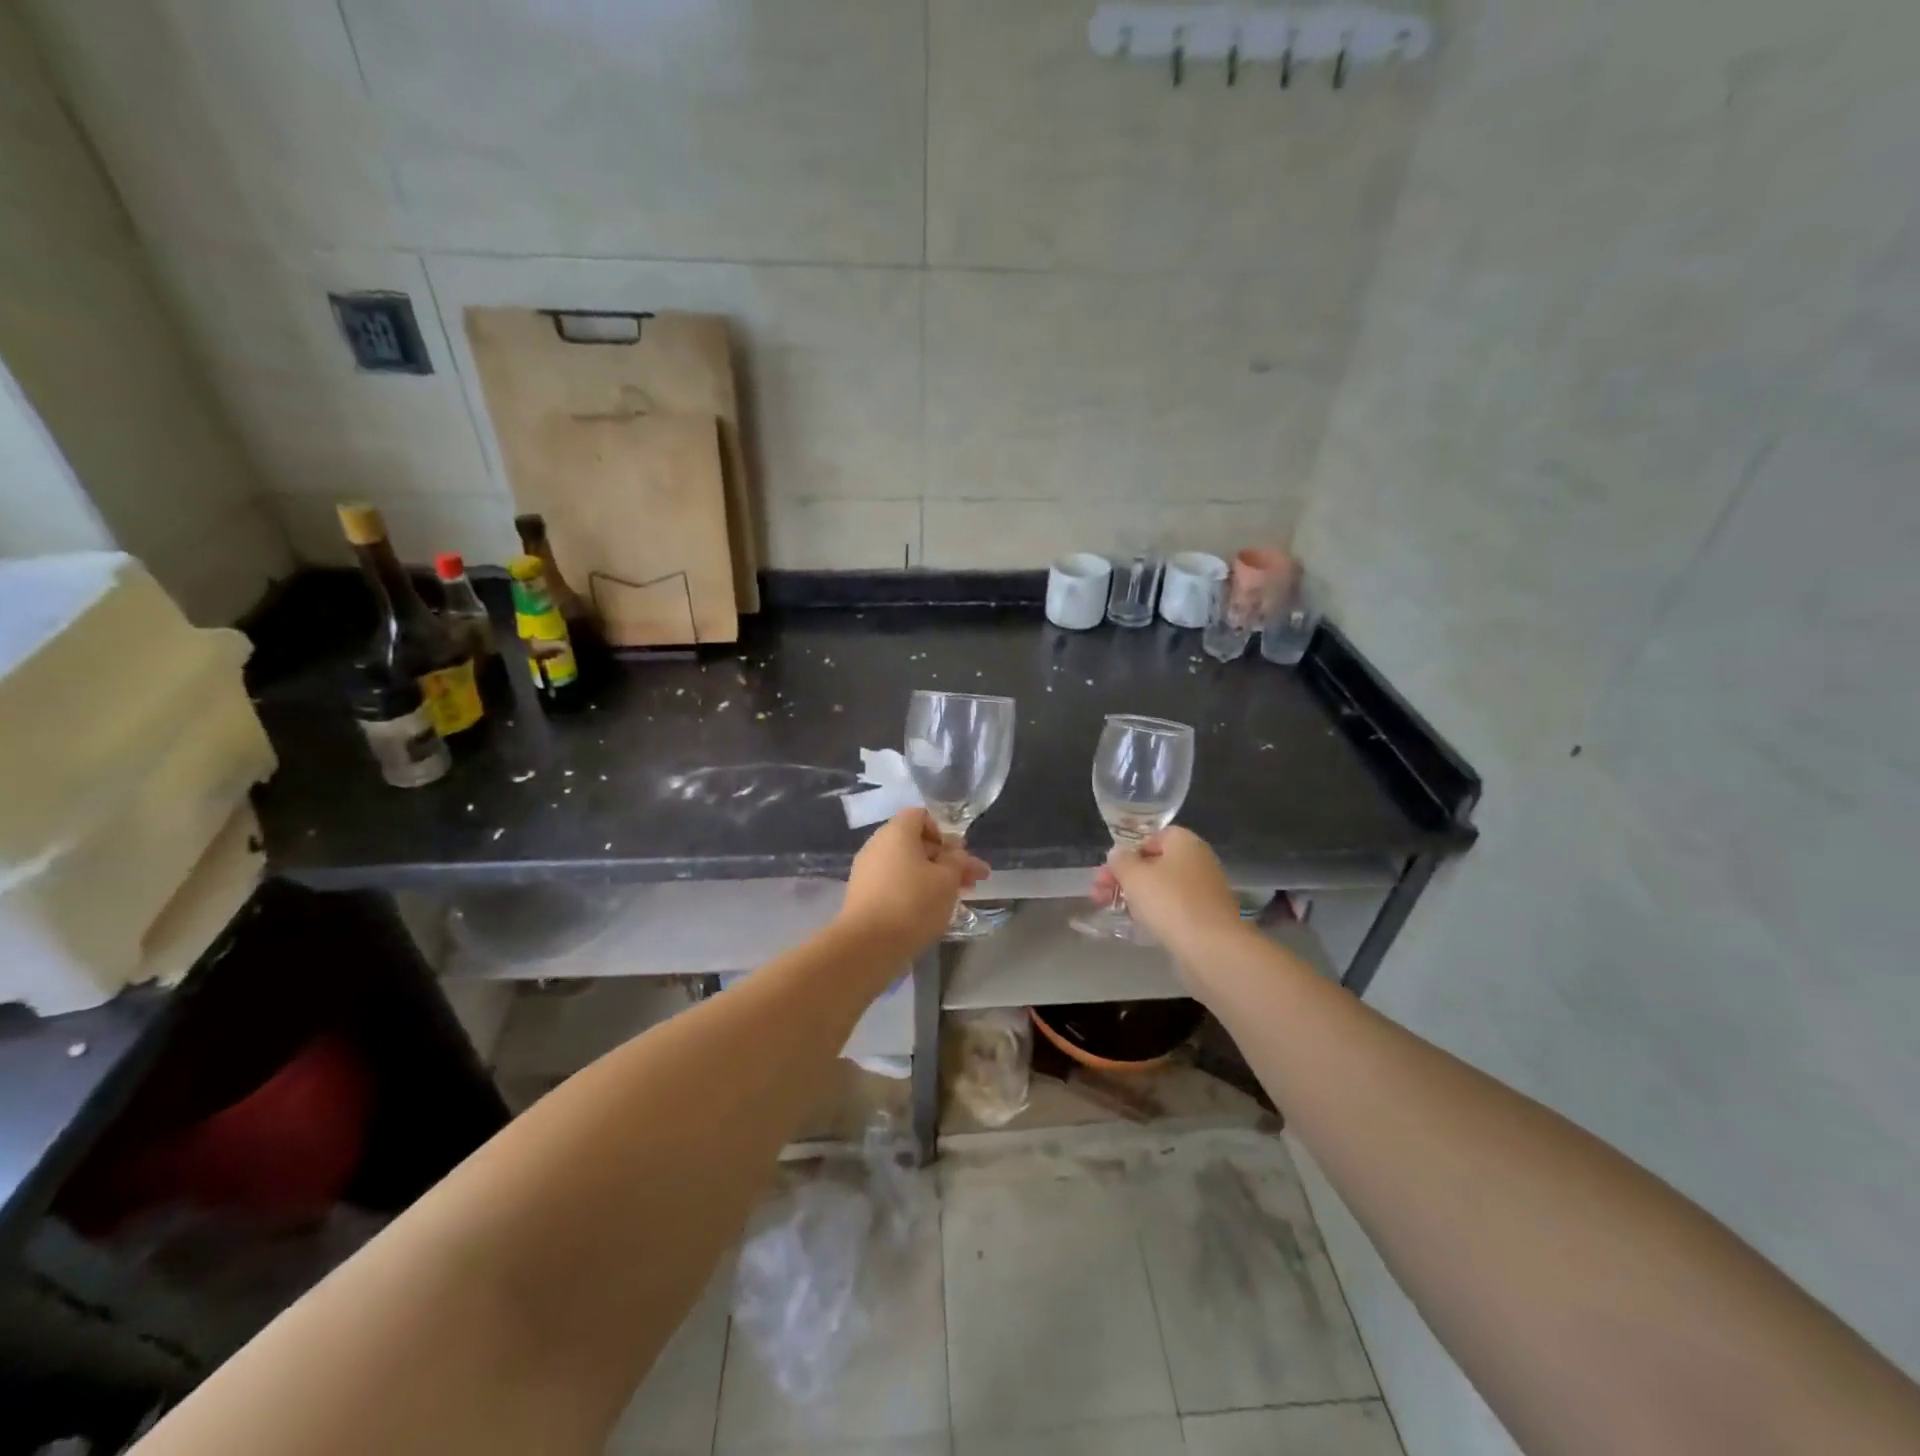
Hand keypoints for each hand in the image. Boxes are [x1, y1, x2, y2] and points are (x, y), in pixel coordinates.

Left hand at [839, 809, 989, 953]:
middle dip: (947, 860)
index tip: (960, 854)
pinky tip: (932, 911)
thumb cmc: (913, 903)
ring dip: (934, 878)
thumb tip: (954, 853)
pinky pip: (895, 884)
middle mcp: (877, 845)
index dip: (944, 831)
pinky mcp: (863, 896)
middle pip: (917, 843)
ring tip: (958, 898)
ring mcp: (867, 871)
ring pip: (907, 866)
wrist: (868, 946)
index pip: (921, 816)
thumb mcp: (947, 879)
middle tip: (972, 880)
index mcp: (896, 832)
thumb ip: (957, 861)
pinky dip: (915, 891)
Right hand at [1093, 827, 1244, 957]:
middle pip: (1154, 863)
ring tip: (1111, 910)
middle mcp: (1198, 861)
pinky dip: (1154, 913)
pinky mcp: (1205, 917)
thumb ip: (1120, 861)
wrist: (1212, 948)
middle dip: (1124, 877)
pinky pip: (1173, 908)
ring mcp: (1203, 891)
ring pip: (1161, 888)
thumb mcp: (1134, 876)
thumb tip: (1118, 854)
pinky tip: (1137, 925)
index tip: (1107, 870)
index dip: (1126, 852)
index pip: (1150, 837)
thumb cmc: (1170, 902)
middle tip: (1099, 893)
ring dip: (1135, 896)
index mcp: (1184, 842)